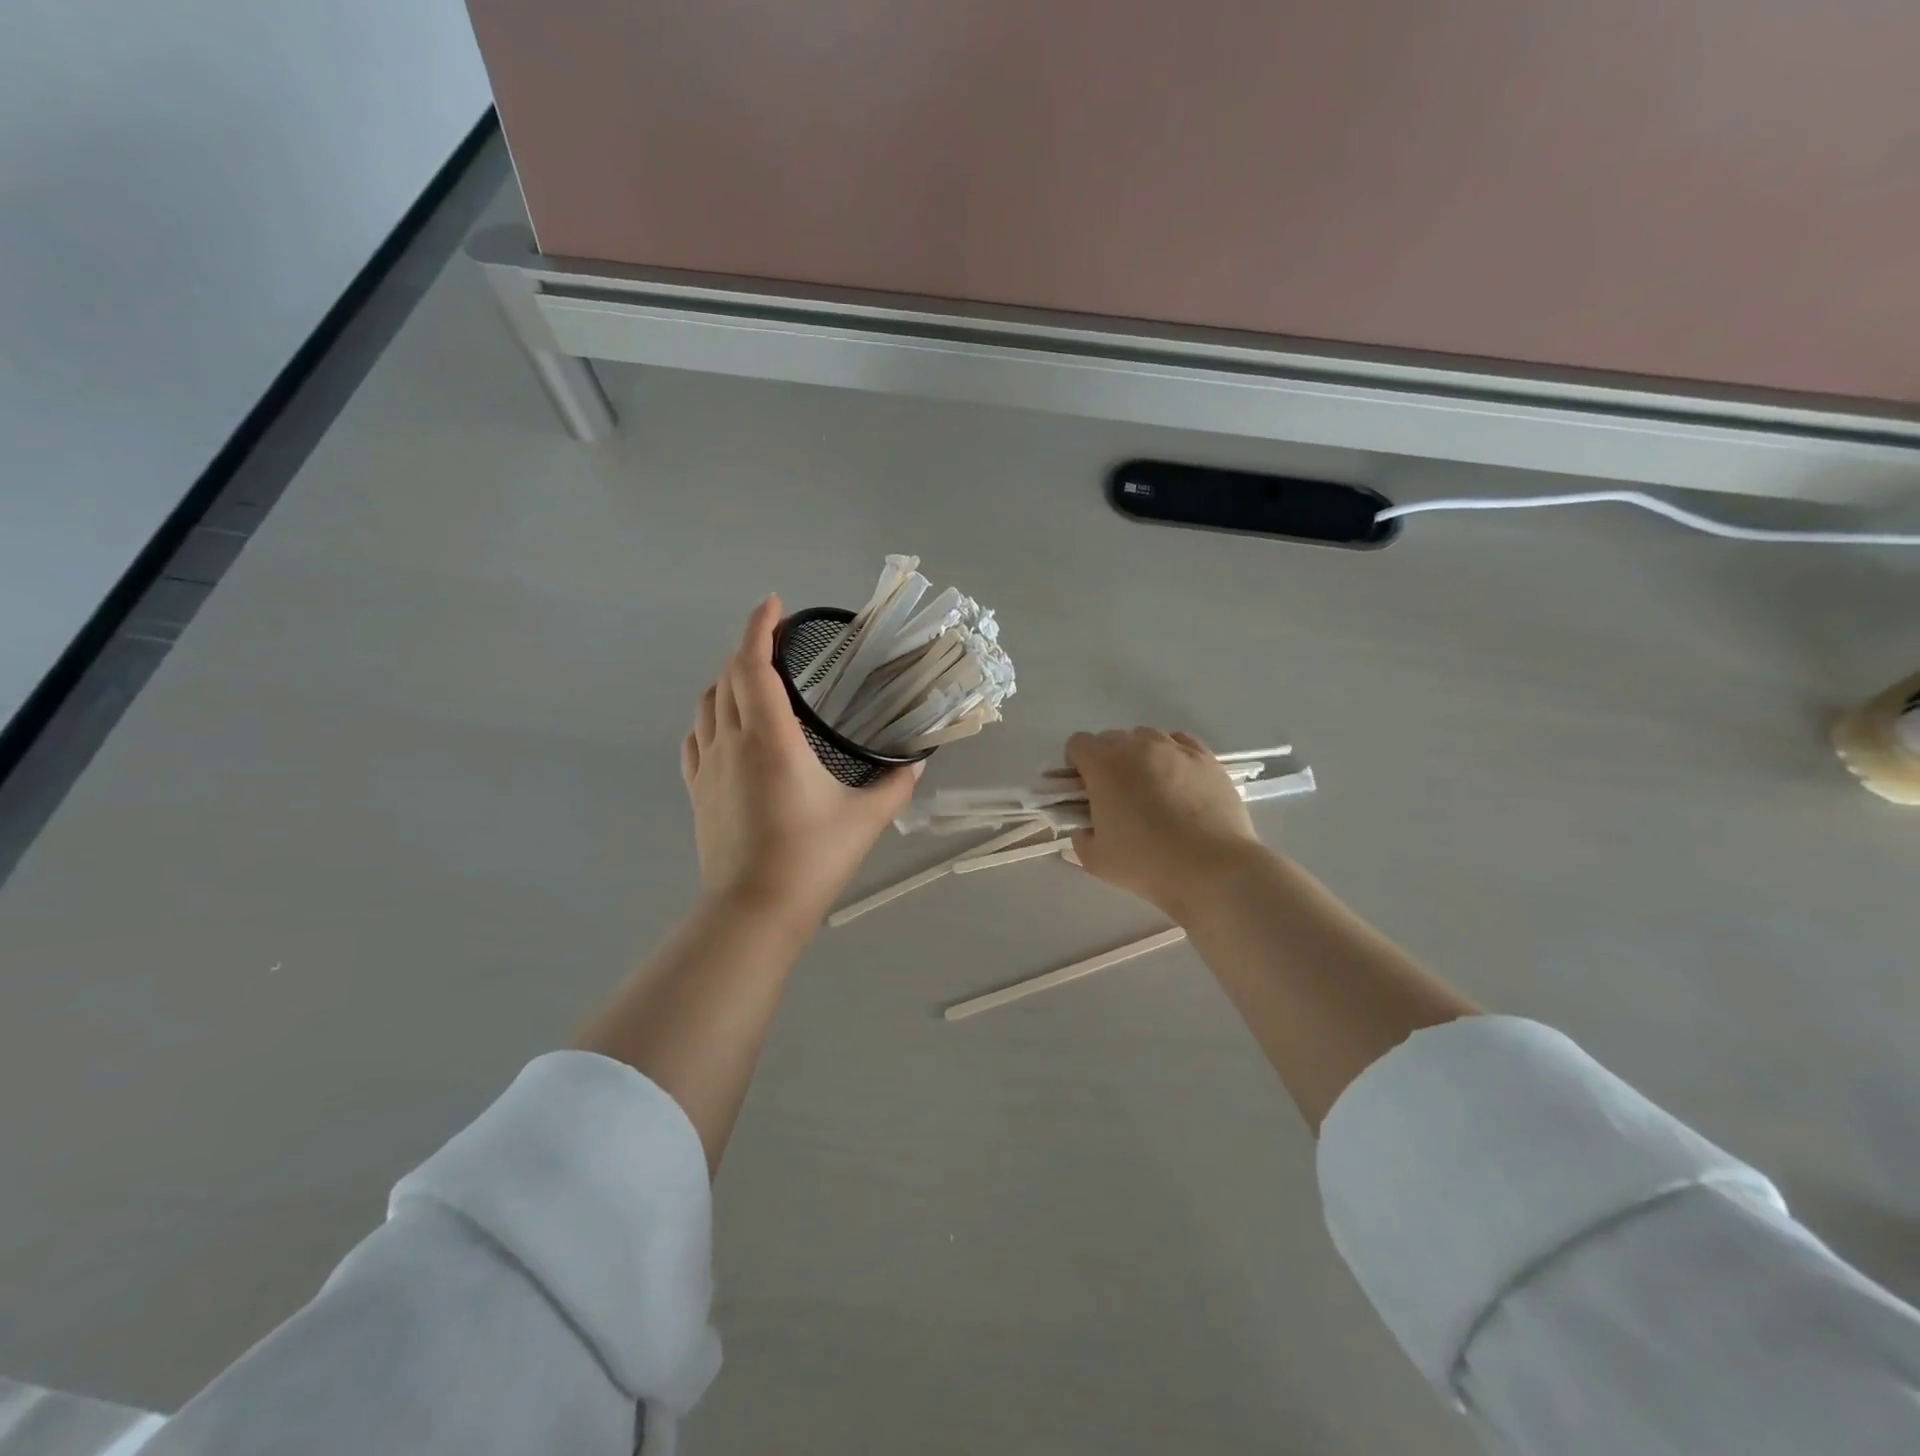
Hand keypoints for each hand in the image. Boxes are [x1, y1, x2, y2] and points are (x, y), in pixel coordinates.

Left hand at [682, 596, 921, 926]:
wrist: (752, 911)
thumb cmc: (812, 859)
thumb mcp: (865, 820)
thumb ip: (894, 785)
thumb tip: (916, 763)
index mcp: (771, 738)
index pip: (754, 665)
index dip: (760, 627)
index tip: (773, 604)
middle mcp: (732, 742)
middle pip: (728, 676)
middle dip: (748, 649)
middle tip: (776, 644)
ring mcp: (707, 767)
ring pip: (707, 704)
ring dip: (727, 680)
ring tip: (754, 681)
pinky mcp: (697, 791)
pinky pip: (695, 737)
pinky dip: (710, 717)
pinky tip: (725, 727)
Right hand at [1066, 728, 1262, 916]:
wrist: (1212, 868)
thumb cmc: (1146, 862)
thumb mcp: (1096, 860)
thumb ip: (1080, 838)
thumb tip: (1085, 828)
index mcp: (1104, 766)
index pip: (1078, 744)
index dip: (1076, 765)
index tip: (1085, 791)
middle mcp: (1138, 746)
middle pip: (1112, 739)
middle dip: (1107, 761)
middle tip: (1116, 796)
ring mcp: (1176, 749)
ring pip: (1147, 738)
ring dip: (1140, 756)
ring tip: (1152, 789)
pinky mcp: (1207, 758)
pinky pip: (1181, 743)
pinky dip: (1173, 755)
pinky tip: (1179, 782)